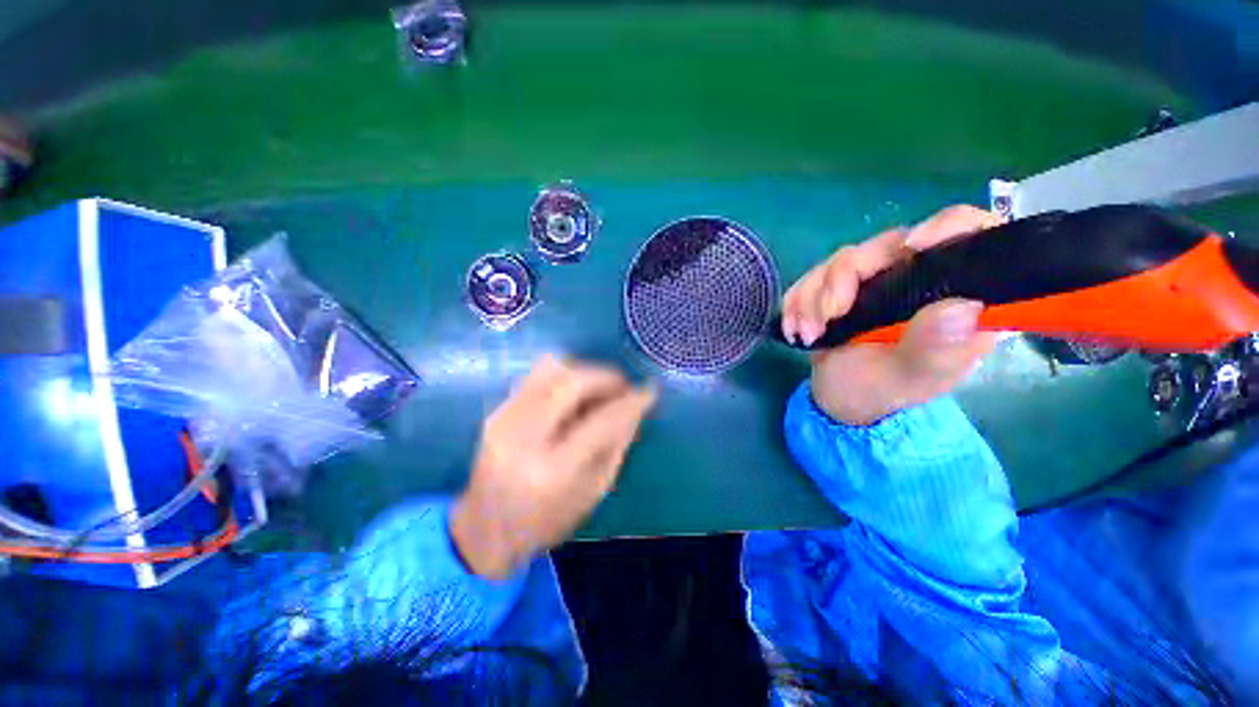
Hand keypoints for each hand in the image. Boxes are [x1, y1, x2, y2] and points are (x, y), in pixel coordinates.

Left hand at [450, 356, 657, 578]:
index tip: (649, 391)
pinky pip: (535, 375)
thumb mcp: (593, 491)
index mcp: (552, 472)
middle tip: (623, 386)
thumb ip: (617, 444)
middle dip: (606, 377)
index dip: (630, 402)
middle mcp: (523, 439)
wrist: (484, 531)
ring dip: (584, 372)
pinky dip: (563, 376)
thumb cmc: (547, 521)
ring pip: (551, 369)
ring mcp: (503, 420)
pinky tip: (575, 393)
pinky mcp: (495, 411)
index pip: (601, 422)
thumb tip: (636, 406)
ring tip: (600, 388)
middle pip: (572, 383)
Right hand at [781, 206, 1003, 425]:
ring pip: (843, 259)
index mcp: (955, 296)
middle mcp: (918, 278)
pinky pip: (812, 275)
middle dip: (844, 279)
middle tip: (828, 318)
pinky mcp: (840, 286)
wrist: (839, 399)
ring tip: (808, 334)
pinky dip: (797, 300)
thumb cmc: (881, 392)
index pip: (971, 233)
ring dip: (813, 297)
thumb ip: (934, 348)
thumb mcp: (910, 379)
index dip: (948, 226)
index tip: (910, 249)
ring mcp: (876, 279)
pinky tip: (795, 327)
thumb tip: (964, 306)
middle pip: (887, 245)